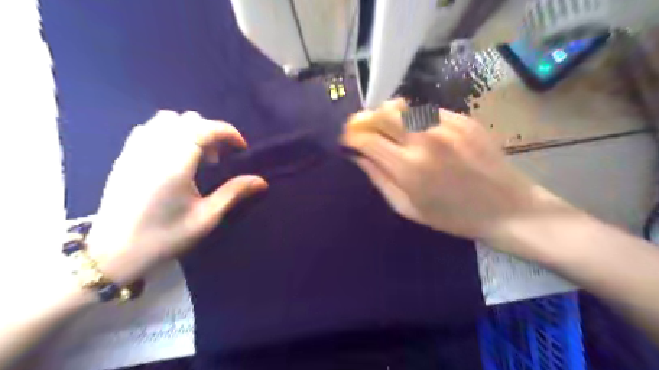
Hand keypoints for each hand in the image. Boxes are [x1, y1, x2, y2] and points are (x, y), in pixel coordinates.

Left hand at [87, 112, 266, 284]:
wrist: (113, 253)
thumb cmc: (164, 236)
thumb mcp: (206, 218)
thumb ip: (234, 193)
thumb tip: (261, 181)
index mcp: (174, 164)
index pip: (204, 128)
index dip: (228, 132)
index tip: (241, 148)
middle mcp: (153, 149)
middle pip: (187, 119)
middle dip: (210, 132)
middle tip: (219, 158)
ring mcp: (135, 150)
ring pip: (167, 119)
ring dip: (189, 130)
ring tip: (197, 156)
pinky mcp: (125, 156)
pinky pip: (149, 128)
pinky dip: (169, 133)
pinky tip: (174, 156)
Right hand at [342, 101, 557, 242]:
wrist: (507, 208)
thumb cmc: (453, 217)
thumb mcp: (408, 208)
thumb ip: (379, 179)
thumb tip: (358, 156)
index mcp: (408, 167)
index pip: (366, 138)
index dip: (351, 135)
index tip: (348, 139)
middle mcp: (424, 139)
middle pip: (382, 113)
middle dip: (366, 119)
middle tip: (365, 129)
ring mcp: (446, 125)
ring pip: (404, 107)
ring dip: (390, 117)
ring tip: (393, 132)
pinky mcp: (463, 119)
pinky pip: (427, 111)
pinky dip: (416, 120)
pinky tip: (423, 135)